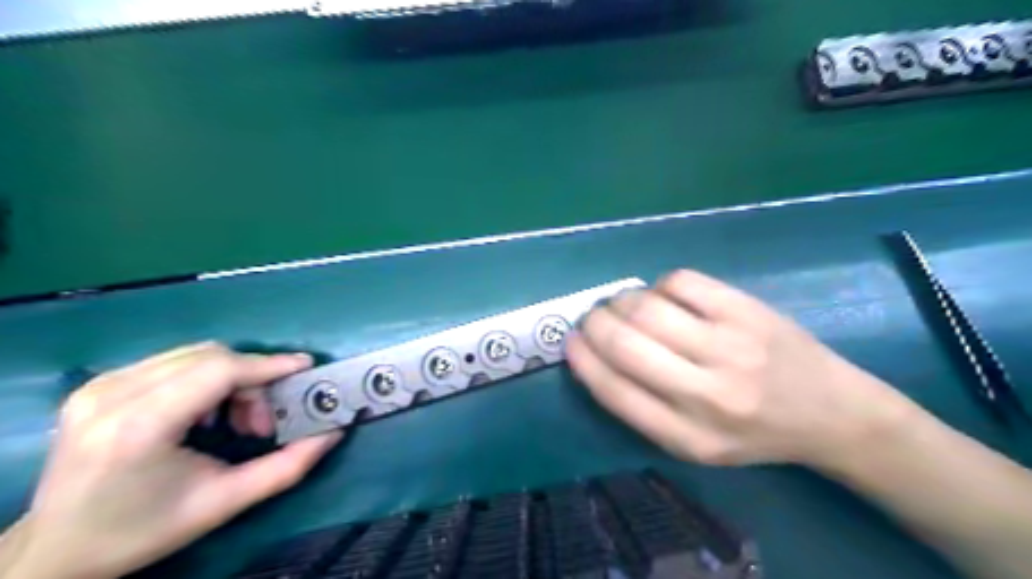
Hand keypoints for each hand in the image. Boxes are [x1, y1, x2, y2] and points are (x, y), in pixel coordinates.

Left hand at [9, 345, 342, 578]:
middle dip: (253, 379)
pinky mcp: (98, 384)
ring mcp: (99, 385)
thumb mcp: (225, 503)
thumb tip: (333, 431)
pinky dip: (206, 378)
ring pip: (195, 354)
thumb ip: (288, 466)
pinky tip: (205, 412)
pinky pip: (174, 361)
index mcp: (138, 427)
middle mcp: (113, 395)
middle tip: (264, 420)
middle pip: (211, 357)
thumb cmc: (144, 530)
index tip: (305, 367)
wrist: (55, 550)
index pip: (218, 371)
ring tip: (235, 419)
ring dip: (231, 377)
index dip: (268, 365)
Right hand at [568, 268, 913, 466]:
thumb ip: (642, 407)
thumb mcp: (694, 445)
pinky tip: (667, 297)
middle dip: (594, 323)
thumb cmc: (753, 432)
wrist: (832, 412)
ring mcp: (730, 345)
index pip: (613, 390)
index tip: (571, 342)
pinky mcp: (747, 309)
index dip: (582, 359)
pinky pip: (679, 282)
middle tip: (592, 317)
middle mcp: (707, 393)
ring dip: (621, 301)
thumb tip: (594, 352)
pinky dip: (659, 286)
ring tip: (625, 305)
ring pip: (647, 307)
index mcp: (687, 436)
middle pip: (625, 343)